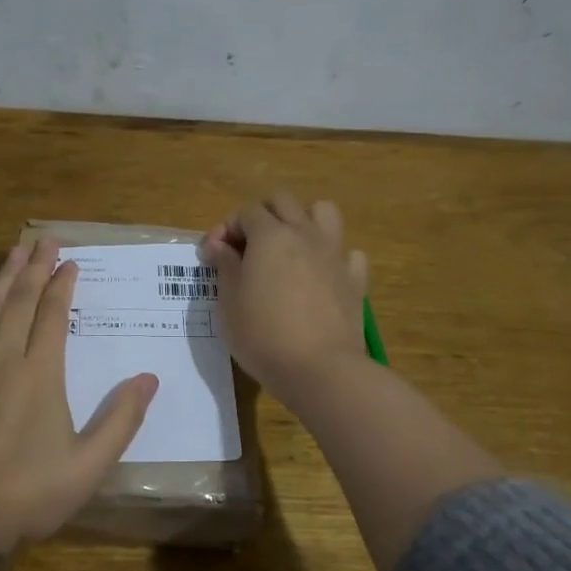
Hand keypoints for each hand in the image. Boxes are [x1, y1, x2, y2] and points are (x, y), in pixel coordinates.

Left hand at [0, 238, 158, 566]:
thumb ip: (121, 419)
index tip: (70, 261)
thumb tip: (149, 378)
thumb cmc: (30, 492)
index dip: (62, 284)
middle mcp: (2, 360)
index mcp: (41, 373)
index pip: (53, 315)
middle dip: (33, 268)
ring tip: (9, 254)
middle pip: (19, 302)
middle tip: (42, 239)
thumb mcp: (90, 464)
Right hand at [201, 193, 368, 403]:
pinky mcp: (355, 279)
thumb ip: (225, 266)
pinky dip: (334, 257)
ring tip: (289, 248)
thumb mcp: (228, 302)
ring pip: (323, 212)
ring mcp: (334, 254)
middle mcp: (304, 234)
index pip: (246, 212)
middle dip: (262, 215)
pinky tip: (322, 276)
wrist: (319, 369)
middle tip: (248, 247)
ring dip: (304, 221)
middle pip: (283, 201)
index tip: (216, 256)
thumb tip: (218, 244)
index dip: (227, 228)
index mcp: (270, 236)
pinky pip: (348, 253)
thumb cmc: (262, 335)